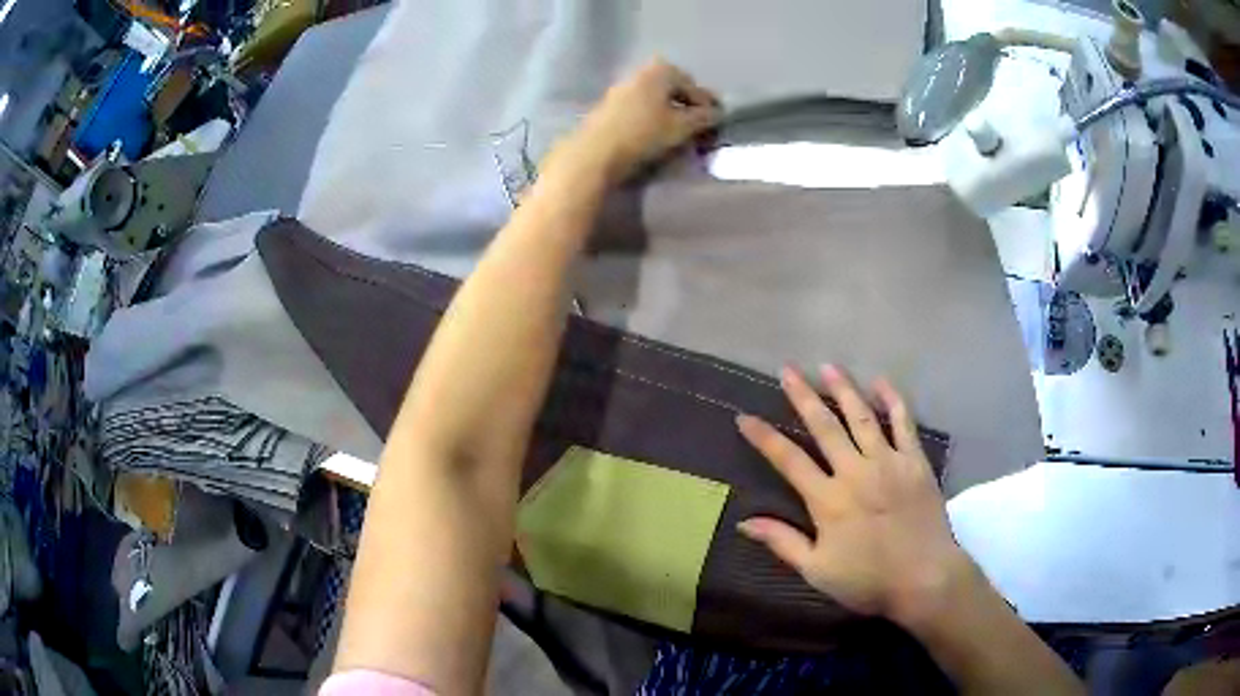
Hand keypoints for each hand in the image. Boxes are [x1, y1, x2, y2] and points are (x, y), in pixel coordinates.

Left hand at [546, 60, 721, 185]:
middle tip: (699, 128)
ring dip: (669, 114)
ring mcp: (621, 88)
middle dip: (687, 107)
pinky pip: (640, 109)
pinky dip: (652, 119)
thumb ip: (704, 117)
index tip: (717, 122)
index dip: (707, 104)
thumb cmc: (644, 133)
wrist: (595, 152)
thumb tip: (718, 113)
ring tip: (679, 136)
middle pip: (673, 90)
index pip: (693, 86)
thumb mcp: (682, 126)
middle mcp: (640, 72)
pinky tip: (655, 137)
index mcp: (661, 69)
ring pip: (655, 100)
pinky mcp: (608, 107)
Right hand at [736, 365, 973, 628]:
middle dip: (802, 397)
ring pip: (861, 417)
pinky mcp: (914, 461)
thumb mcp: (816, 570)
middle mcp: (855, 471)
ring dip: (843, 389)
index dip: (764, 438)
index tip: (745, 416)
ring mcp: (888, 462)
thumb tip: (744, 521)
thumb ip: (782, 542)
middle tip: (787, 370)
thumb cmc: (867, 579)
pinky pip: (903, 423)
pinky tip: (881, 382)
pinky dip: (892, 400)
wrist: (924, 578)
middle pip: (824, 427)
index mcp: (827, 500)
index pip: (788, 460)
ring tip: (828, 367)